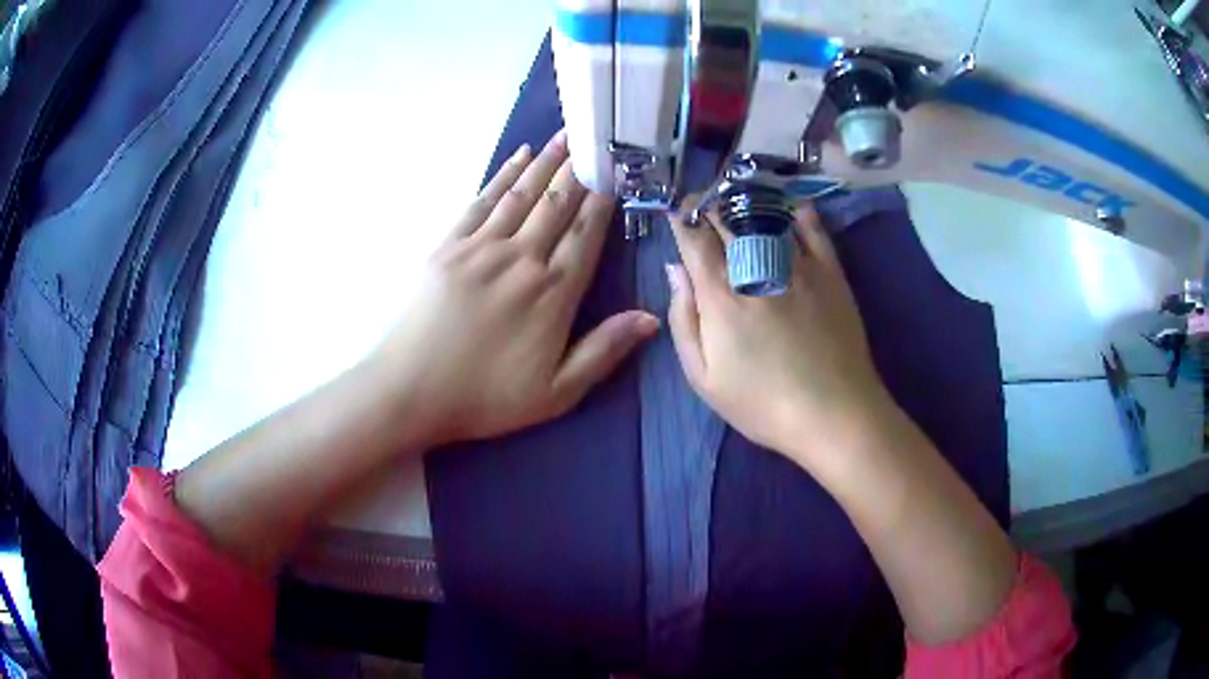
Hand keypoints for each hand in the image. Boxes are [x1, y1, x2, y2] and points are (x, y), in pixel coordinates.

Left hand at [372, 132, 658, 447]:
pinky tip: (518, 157)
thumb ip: (603, 351)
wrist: (410, 390)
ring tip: (565, 136)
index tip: (616, 173)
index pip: (586, 235)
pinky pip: (483, 201)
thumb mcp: (556, 393)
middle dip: (578, 170)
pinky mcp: (449, 245)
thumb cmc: (485, 397)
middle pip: (557, 205)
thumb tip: (651, 318)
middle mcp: (522, 258)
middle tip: (595, 139)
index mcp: (553, 293)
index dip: (603, 201)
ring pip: (523, 194)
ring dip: (546, 163)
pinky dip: (503, 176)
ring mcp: (482, 247)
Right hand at [666, 205, 891, 464]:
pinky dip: (796, 212)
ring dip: (745, 201)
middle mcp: (757, 267)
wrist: (833, 413)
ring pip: (765, 215)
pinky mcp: (830, 271)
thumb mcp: (703, 377)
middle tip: (701, 202)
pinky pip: (812, 228)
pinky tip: (787, 208)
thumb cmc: (762, 403)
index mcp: (721, 294)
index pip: (694, 238)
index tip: (675, 211)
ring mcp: (798, 265)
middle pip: (726, 219)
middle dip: (708, 205)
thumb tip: (674, 269)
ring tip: (736, 198)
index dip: (681, 218)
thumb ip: (683, 319)